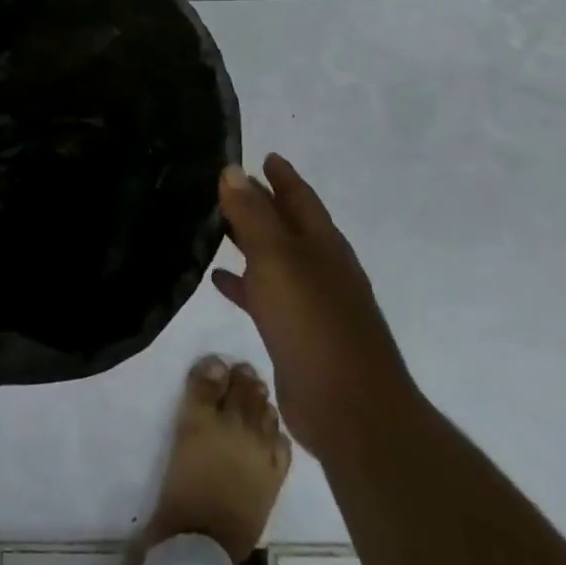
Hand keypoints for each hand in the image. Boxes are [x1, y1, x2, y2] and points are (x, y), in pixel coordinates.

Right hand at [211, 153, 416, 457]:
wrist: (350, 409)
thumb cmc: (313, 322)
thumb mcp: (276, 258)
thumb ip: (252, 214)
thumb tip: (232, 170)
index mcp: (323, 245)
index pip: (300, 198)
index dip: (282, 176)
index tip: (264, 155)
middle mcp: (321, 268)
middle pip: (288, 226)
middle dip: (262, 204)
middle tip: (227, 185)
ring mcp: (312, 304)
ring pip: (274, 259)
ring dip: (249, 242)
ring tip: (215, 225)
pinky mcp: (297, 335)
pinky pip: (264, 296)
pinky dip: (243, 283)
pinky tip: (218, 278)